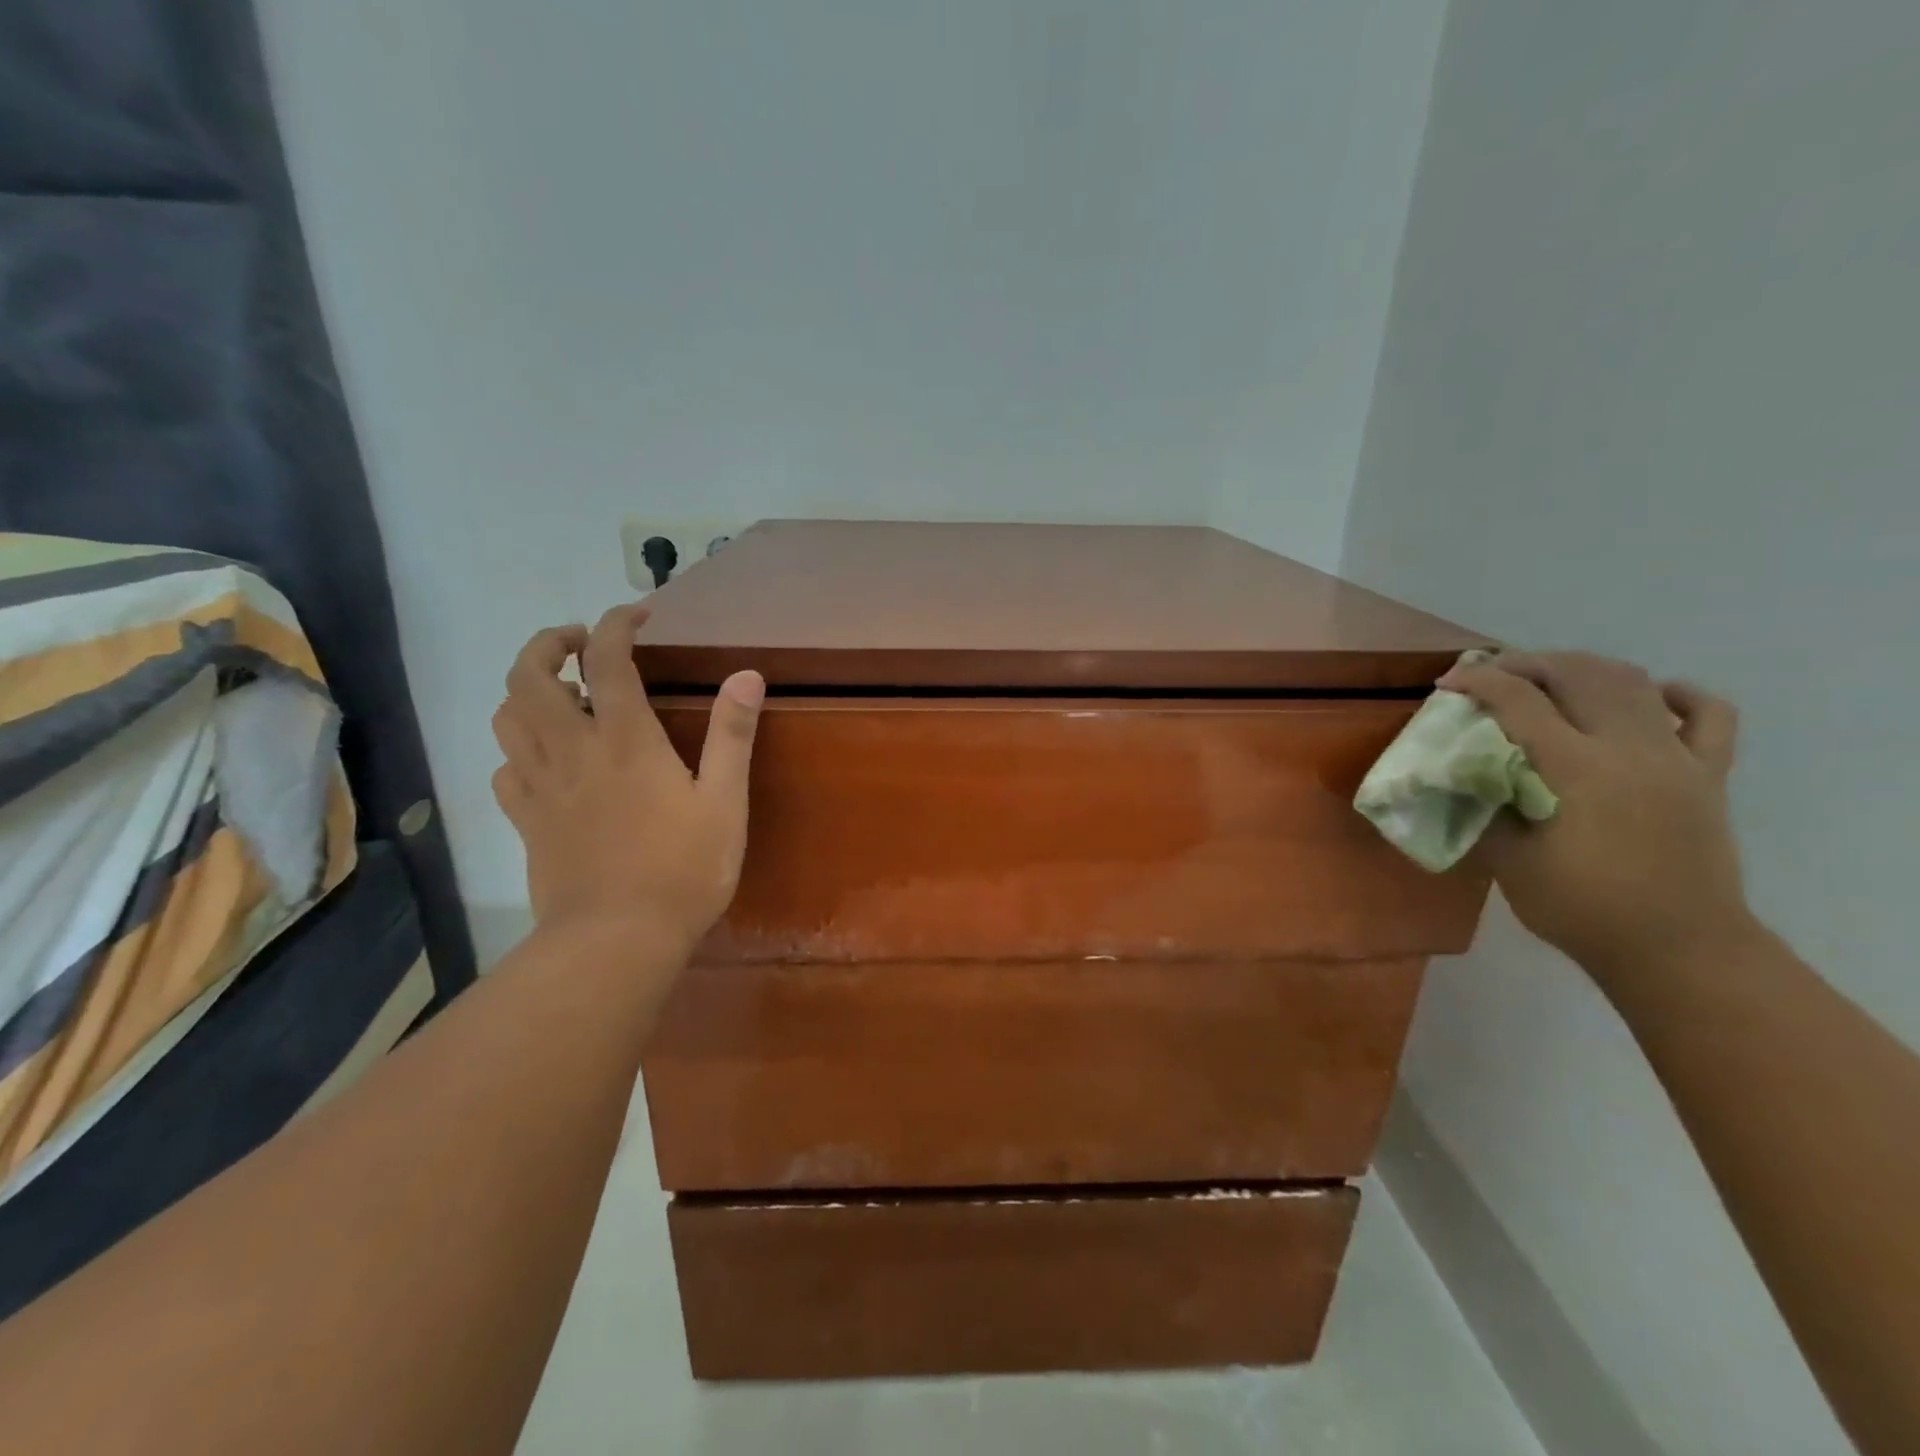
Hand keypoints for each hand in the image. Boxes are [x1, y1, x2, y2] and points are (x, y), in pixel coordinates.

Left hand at [490, 603, 764, 948]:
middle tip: (579, 643)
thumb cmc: (683, 869)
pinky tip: (543, 759)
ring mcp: (541, 786)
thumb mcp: (724, 802)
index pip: (607, 659)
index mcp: (624, 739)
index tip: (637, 614)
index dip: (616, 624)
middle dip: (547, 643)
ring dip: (525, 690)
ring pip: (507, 717)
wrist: (616, 939)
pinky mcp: (527, 821)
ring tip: (559, 694)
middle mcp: (572, 750)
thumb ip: (733, 735)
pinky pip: (504, 769)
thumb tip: (746, 675)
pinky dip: (518, 749)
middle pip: (529, 676)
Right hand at [1438, 651, 1753, 979]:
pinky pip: (1708, 715)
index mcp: (1578, 769)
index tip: (1446, 685)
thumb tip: (1467, 778)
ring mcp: (1677, 759)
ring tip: (1550, 678)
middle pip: (1579, 675)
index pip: (1520, 702)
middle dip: (1527, 663)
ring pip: (1635, 682)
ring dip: (1584, 669)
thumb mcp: (1509, 862)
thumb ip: (1486, 809)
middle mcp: (1631, 749)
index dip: (1478, 683)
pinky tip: (1651, 695)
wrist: (1679, 951)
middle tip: (1491, 674)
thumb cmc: (1583, 910)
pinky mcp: (1708, 775)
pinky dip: (1677, 694)